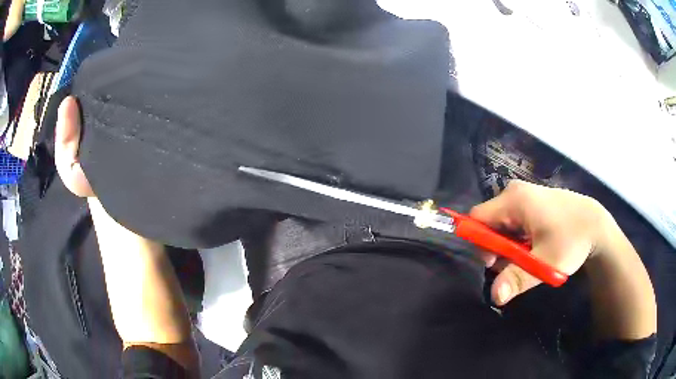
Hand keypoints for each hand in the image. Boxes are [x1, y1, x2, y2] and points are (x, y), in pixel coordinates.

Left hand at [54, 96, 199, 371]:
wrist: (163, 331)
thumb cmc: (144, 295)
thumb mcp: (129, 250)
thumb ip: (118, 206)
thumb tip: (115, 159)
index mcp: (97, 209)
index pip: (73, 167)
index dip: (68, 137)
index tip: (71, 105)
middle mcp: (104, 208)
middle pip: (89, 161)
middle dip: (90, 126)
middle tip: (102, 93)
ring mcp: (123, 218)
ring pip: (109, 170)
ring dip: (111, 140)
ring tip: (123, 110)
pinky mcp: (141, 227)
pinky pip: (129, 186)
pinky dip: (130, 164)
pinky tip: (143, 151)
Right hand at [470, 180, 608, 304]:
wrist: (596, 225)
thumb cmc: (571, 240)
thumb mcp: (546, 263)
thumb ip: (518, 278)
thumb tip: (494, 297)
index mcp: (515, 200)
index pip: (477, 219)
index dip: (478, 243)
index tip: (494, 263)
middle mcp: (515, 192)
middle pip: (489, 222)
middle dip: (495, 248)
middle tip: (512, 266)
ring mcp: (525, 195)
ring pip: (501, 224)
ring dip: (507, 246)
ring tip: (526, 259)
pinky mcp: (532, 201)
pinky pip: (513, 221)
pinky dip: (517, 239)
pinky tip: (533, 248)